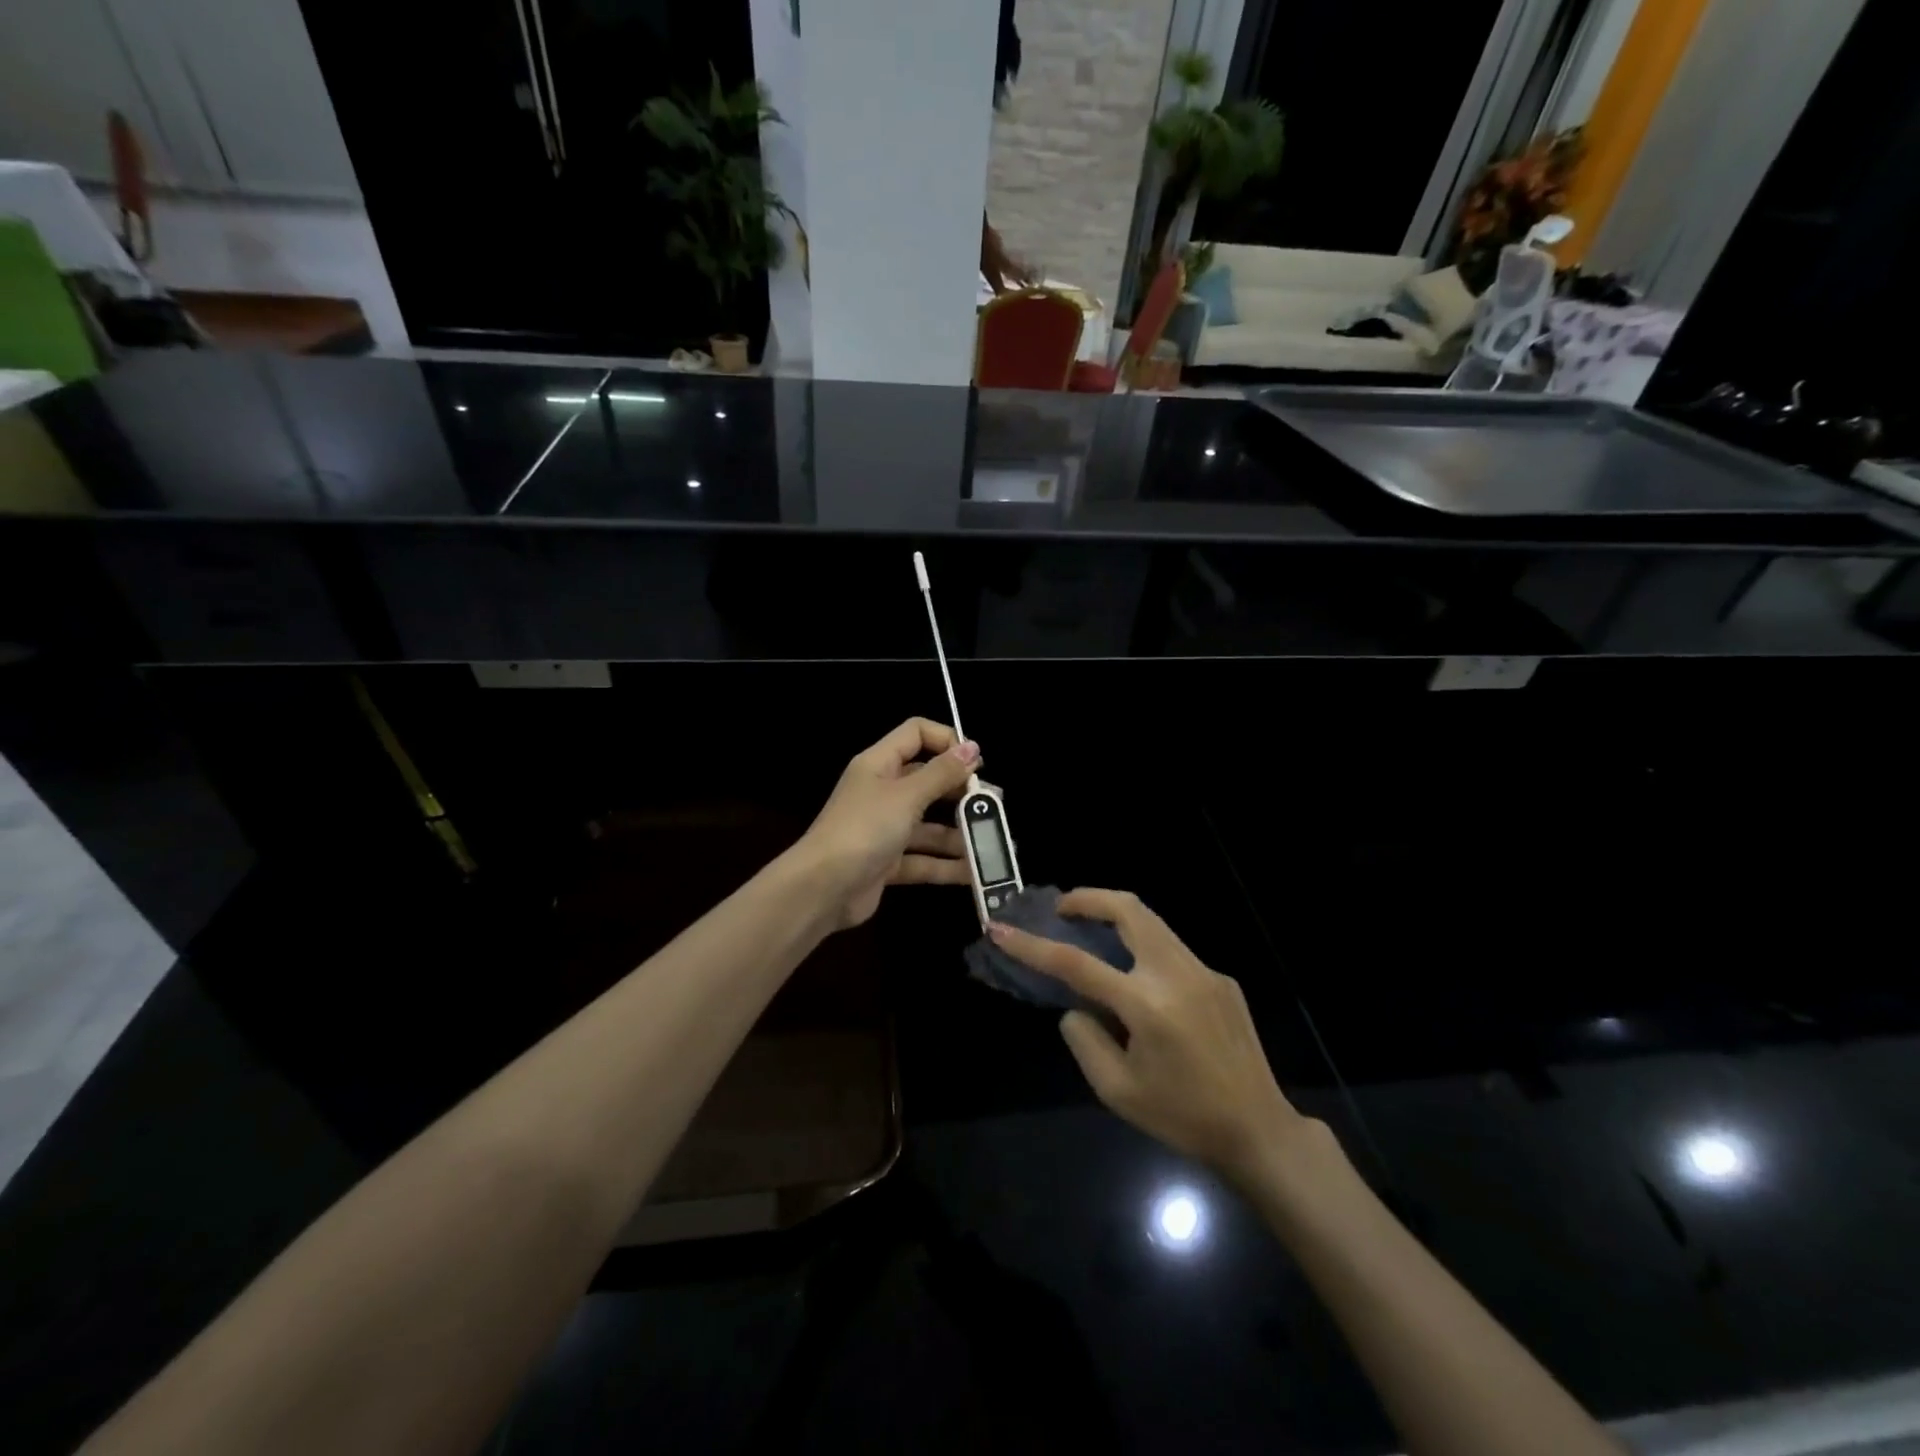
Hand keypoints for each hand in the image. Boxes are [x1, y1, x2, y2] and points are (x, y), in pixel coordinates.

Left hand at [802, 719, 978, 928]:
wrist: (821, 889)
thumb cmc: (863, 829)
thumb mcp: (906, 796)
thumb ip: (941, 773)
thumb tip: (972, 747)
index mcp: (879, 764)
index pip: (916, 734)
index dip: (947, 741)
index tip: (976, 762)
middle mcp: (882, 792)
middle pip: (928, 781)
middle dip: (962, 792)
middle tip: (994, 804)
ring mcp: (885, 829)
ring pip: (930, 825)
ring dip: (960, 833)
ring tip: (994, 841)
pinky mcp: (887, 863)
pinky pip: (924, 859)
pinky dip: (947, 865)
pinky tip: (976, 872)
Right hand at [988, 890, 1314, 1179]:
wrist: (1259, 1130)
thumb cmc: (1182, 1117)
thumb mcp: (1117, 1091)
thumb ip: (1085, 1040)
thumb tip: (1076, 1006)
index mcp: (1146, 1005)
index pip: (1076, 963)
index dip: (1033, 945)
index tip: (1001, 929)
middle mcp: (1176, 974)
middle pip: (1129, 909)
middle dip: (1088, 898)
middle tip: (1062, 908)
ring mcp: (1204, 971)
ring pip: (1152, 922)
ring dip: (1117, 917)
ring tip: (1092, 933)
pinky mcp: (1220, 979)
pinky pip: (1172, 950)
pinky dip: (1144, 948)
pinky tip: (1138, 981)